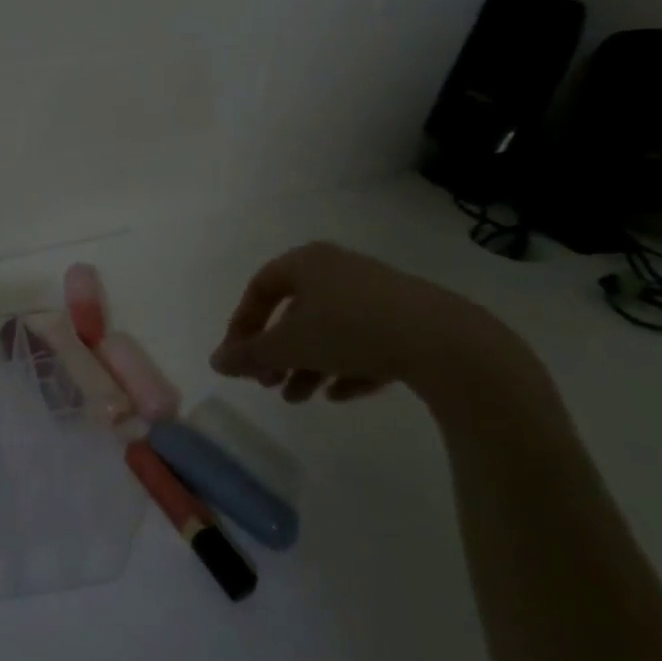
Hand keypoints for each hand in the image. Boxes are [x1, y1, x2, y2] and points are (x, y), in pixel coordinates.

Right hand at [209, 241, 534, 407]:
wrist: (446, 342)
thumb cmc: (350, 330)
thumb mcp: (289, 345)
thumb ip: (249, 354)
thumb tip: (215, 362)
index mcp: (307, 262)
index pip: (260, 288)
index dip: (243, 324)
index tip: (239, 358)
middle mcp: (339, 269)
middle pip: (295, 312)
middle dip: (278, 352)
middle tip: (268, 383)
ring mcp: (377, 294)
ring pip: (330, 330)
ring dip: (309, 365)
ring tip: (301, 398)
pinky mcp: (409, 320)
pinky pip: (366, 342)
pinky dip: (347, 366)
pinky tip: (341, 395)